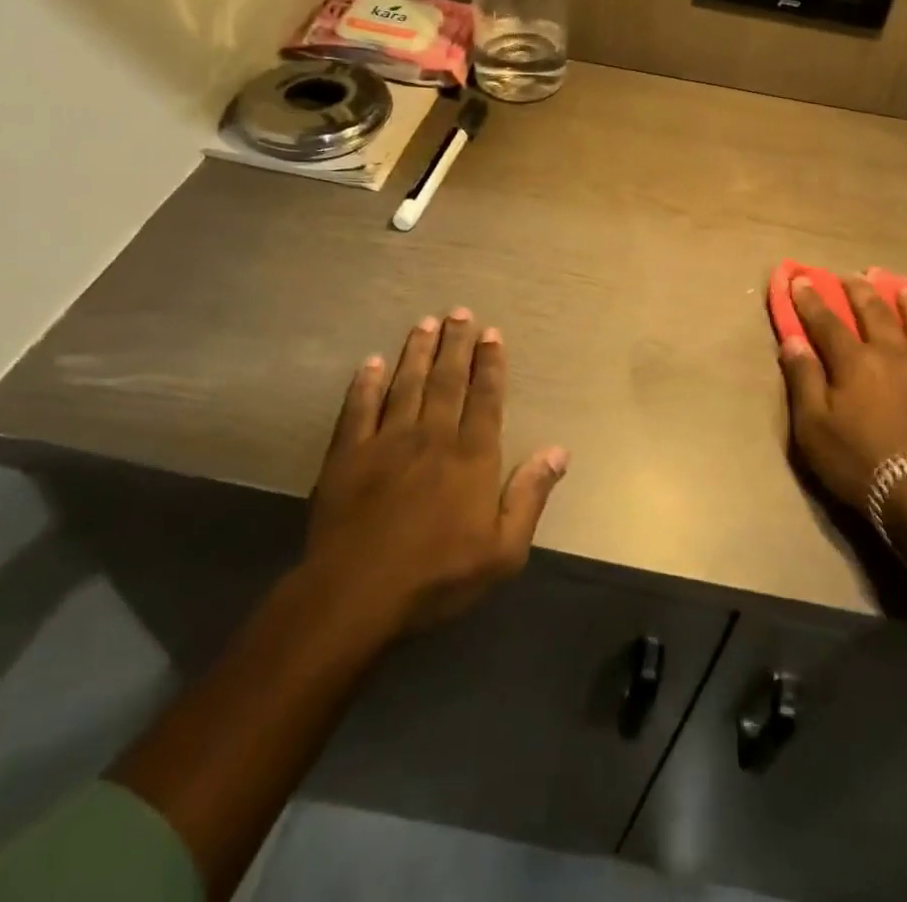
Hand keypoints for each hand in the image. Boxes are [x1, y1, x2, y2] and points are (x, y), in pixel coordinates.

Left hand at [304, 308, 569, 636]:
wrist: (355, 595)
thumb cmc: (437, 577)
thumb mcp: (503, 551)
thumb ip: (530, 495)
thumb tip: (559, 450)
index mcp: (471, 456)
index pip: (485, 398)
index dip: (490, 363)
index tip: (491, 333)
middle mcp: (432, 436)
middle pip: (447, 380)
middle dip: (455, 344)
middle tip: (459, 312)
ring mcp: (386, 441)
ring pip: (406, 384)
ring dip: (416, 351)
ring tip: (425, 323)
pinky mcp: (347, 455)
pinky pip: (358, 408)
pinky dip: (364, 383)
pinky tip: (370, 363)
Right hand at [777, 274, 906, 510]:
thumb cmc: (858, 461)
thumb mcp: (813, 426)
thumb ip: (804, 380)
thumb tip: (793, 341)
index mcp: (856, 361)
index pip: (827, 322)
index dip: (811, 300)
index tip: (801, 279)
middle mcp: (896, 355)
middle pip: (877, 314)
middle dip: (861, 291)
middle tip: (855, 274)